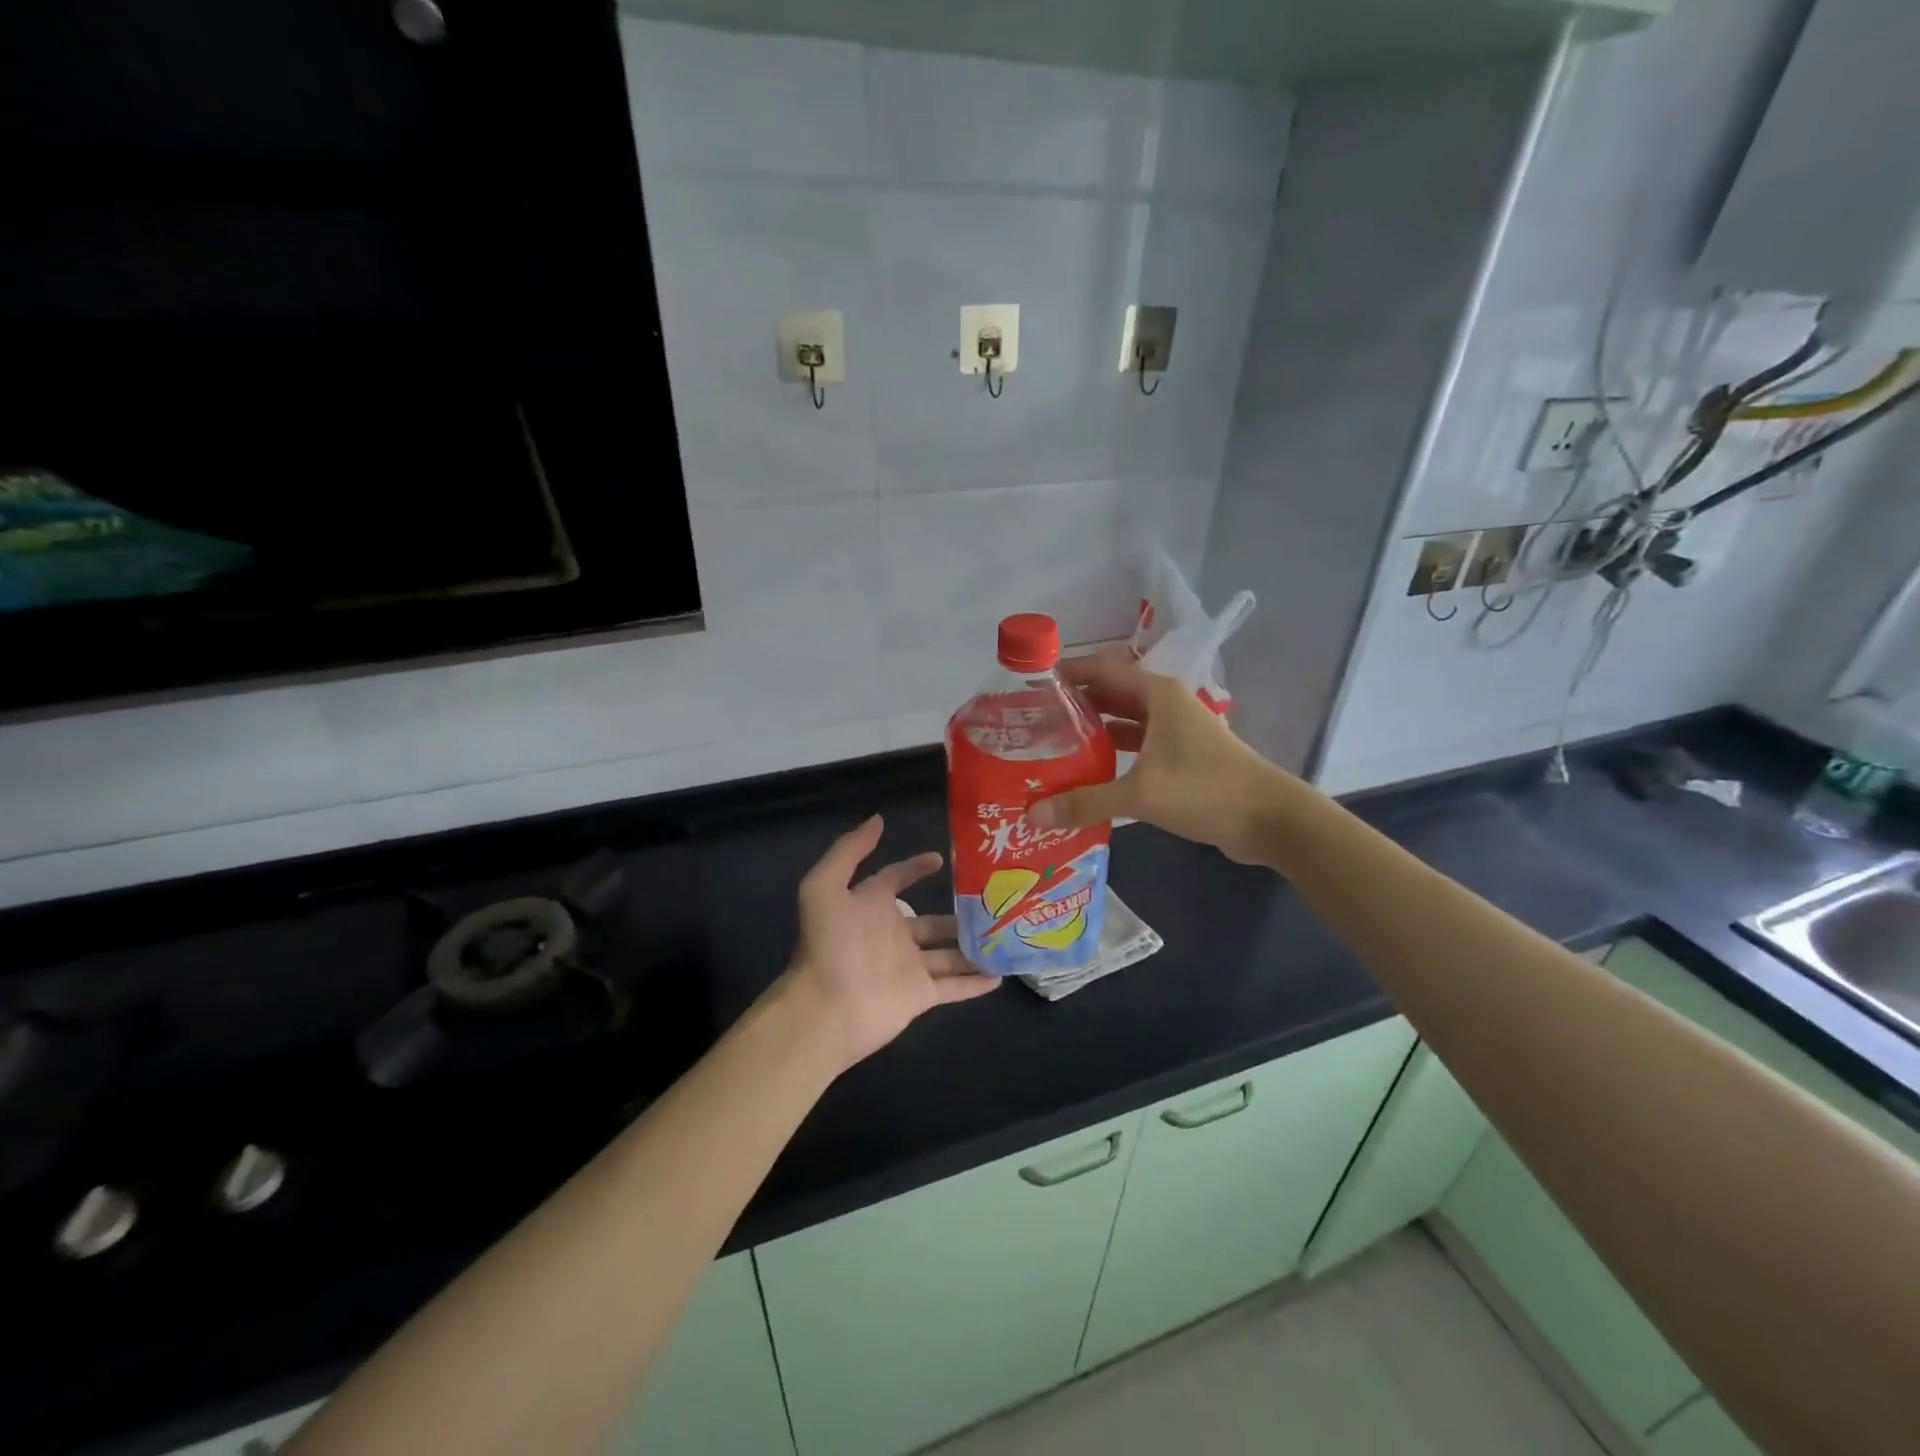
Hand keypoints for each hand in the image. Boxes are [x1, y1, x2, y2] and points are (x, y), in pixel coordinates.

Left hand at [779, 815, 998, 1072]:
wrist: (827, 1006)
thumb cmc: (828, 943)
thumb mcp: (825, 886)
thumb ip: (850, 851)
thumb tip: (878, 819)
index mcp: (870, 906)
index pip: (896, 879)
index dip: (916, 867)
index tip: (942, 858)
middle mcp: (893, 934)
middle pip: (932, 921)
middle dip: (959, 912)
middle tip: (994, 901)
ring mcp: (909, 966)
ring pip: (949, 953)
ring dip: (974, 946)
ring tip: (1007, 934)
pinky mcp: (920, 996)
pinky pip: (954, 987)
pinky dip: (976, 983)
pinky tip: (1001, 974)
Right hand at [1030, 650, 1277, 862]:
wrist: (1270, 819)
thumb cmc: (1206, 790)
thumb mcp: (1141, 794)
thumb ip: (1085, 802)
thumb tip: (1033, 815)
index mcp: (1156, 694)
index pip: (1101, 668)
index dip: (1066, 673)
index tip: (1029, 686)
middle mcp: (1163, 704)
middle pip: (1109, 694)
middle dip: (1073, 704)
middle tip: (1031, 722)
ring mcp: (1174, 731)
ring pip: (1123, 722)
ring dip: (1092, 732)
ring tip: (1050, 746)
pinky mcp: (1181, 758)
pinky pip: (1136, 747)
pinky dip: (1112, 755)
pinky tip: (1086, 773)